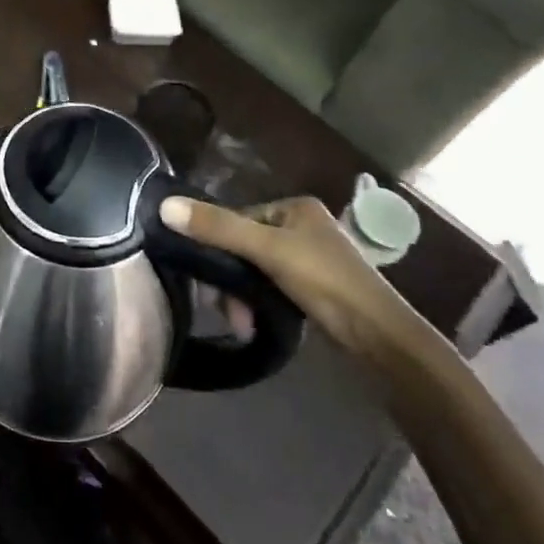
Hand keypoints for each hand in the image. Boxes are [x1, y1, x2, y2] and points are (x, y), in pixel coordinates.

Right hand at [160, 195, 415, 353]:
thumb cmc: (324, 280)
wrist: (379, 336)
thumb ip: (218, 228)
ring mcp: (309, 258)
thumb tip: (164, 206)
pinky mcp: (313, 288)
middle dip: (231, 280)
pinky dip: (259, 305)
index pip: (238, 218)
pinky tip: (253, 324)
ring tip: (242, 324)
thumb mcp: (267, 250)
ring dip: (243, 297)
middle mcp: (302, 226)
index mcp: (294, 207)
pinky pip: (270, 288)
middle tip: (227, 310)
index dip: (218, 247)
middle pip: (245, 247)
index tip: (207, 281)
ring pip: (256, 271)